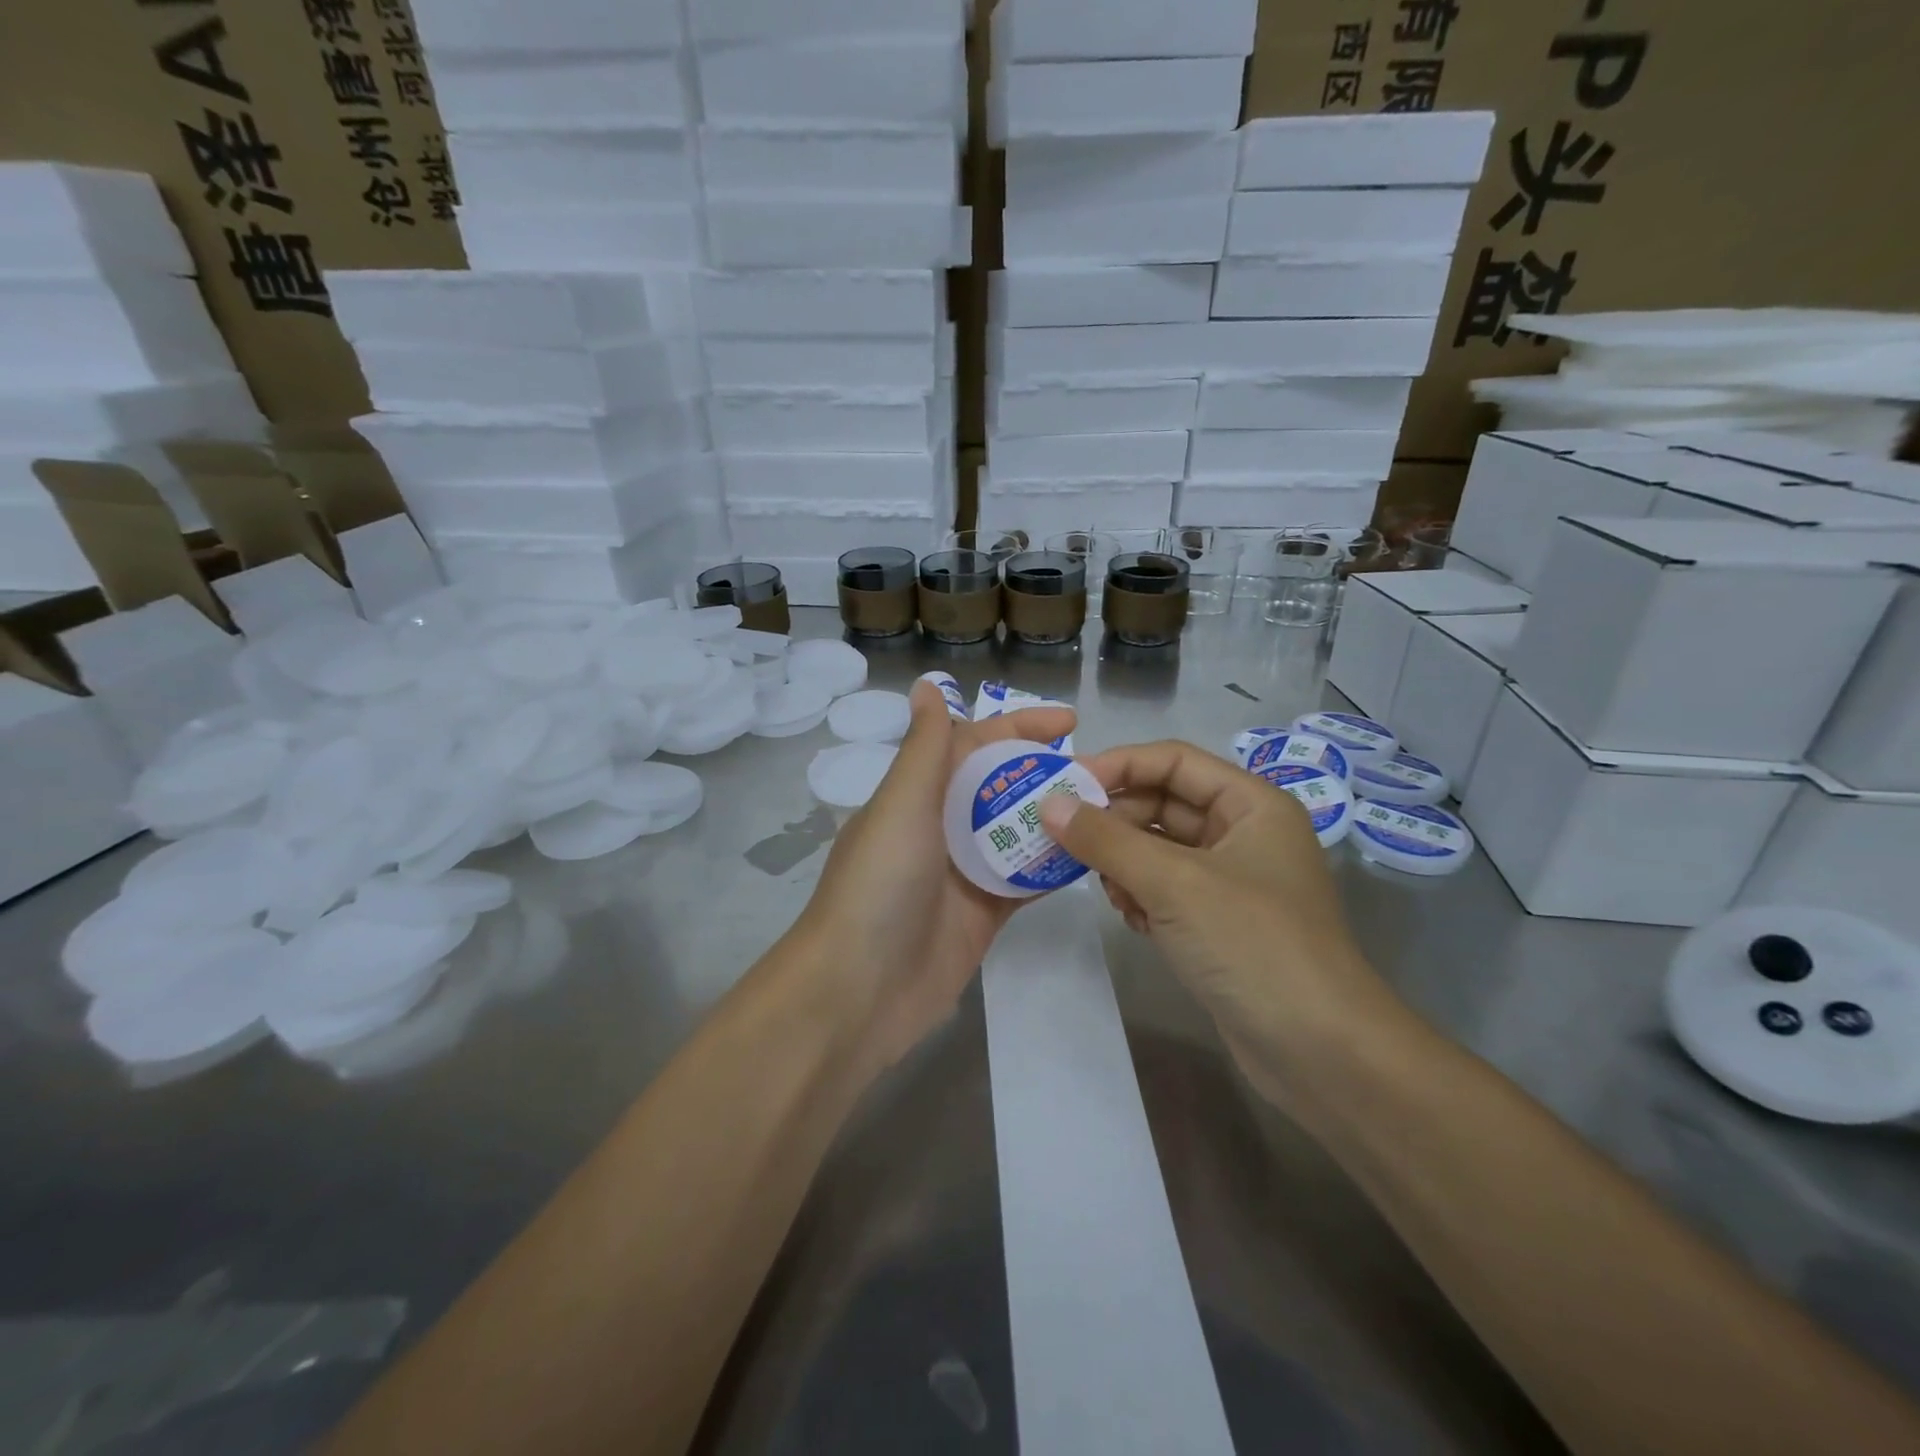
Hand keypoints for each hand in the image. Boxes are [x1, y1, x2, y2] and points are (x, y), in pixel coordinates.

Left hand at [789, 679, 1075, 1077]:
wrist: (859, 991)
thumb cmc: (880, 885)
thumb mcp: (902, 804)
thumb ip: (925, 747)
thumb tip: (928, 685)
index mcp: (917, 794)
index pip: (974, 743)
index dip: (1018, 726)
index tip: (1070, 720)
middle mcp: (940, 826)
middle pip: (1000, 786)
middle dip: (1044, 772)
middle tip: (1100, 771)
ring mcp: (963, 873)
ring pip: (1016, 831)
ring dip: (1054, 817)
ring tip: (1108, 806)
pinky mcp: (983, 914)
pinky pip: (1024, 880)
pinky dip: (1052, 866)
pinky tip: (1092, 853)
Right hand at [1039, 740, 1407, 1115]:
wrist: (1320, 1052)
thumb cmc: (1252, 944)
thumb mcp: (1174, 882)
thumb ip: (1106, 839)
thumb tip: (1049, 804)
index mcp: (1251, 804)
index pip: (1174, 761)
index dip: (1119, 765)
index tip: (1064, 784)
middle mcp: (1243, 834)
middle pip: (1163, 804)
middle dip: (1115, 821)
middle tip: (1064, 839)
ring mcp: (1231, 882)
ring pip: (1158, 850)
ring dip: (1123, 863)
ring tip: (1104, 888)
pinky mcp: (1218, 924)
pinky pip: (1164, 890)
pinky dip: (1140, 896)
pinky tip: (1130, 919)